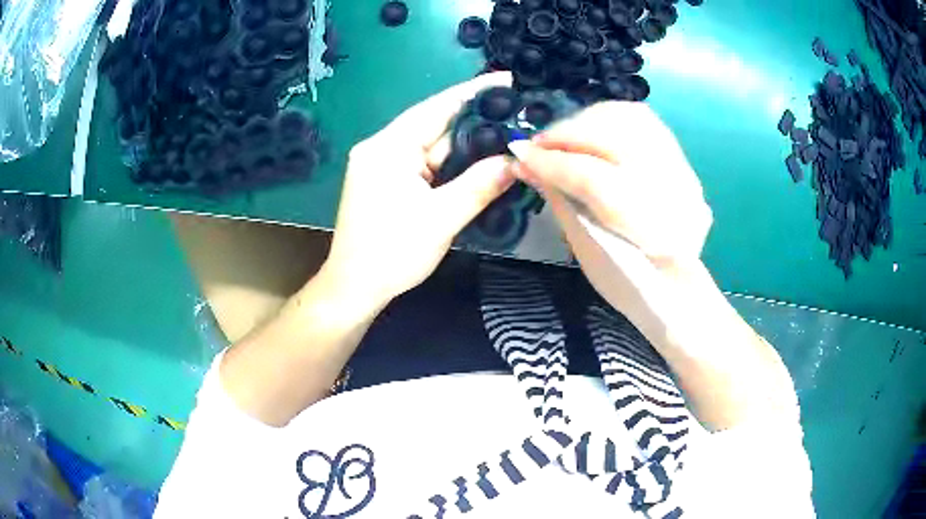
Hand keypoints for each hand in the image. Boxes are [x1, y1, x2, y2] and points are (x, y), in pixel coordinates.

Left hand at [322, 73, 515, 313]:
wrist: (354, 288)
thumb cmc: (392, 254)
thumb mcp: (442, 219)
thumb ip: (480, 184)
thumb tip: (516, 160)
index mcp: (388, 147)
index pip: (437, 107)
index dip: (473, 92)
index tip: (506, 78)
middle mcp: (381, 147)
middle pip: (434, 124)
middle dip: (475, 120)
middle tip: (516, 112)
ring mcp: (381, 163)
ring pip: (431, 145)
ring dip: (465, 142)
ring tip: (506, 133)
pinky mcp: (385, 180)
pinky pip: (423, 162)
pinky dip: (449, 162)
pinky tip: (477, 160)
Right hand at [513, 103, 800, 430]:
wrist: (676, 289)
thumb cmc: (627, 281)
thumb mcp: (585, 248)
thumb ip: (558, 197)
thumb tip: (524, 163)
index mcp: (645, 224)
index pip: (589, 176)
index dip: (549, 161)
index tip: (517, 152)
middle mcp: (671, 190)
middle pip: (612, 136)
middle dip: (567, 133)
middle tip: (539, 143)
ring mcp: (683, 172)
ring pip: (632, 118)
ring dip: (590, 120)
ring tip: (564, 136)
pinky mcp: (684, 163)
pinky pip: (647, 123)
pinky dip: (614, 119)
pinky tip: (593, 132)